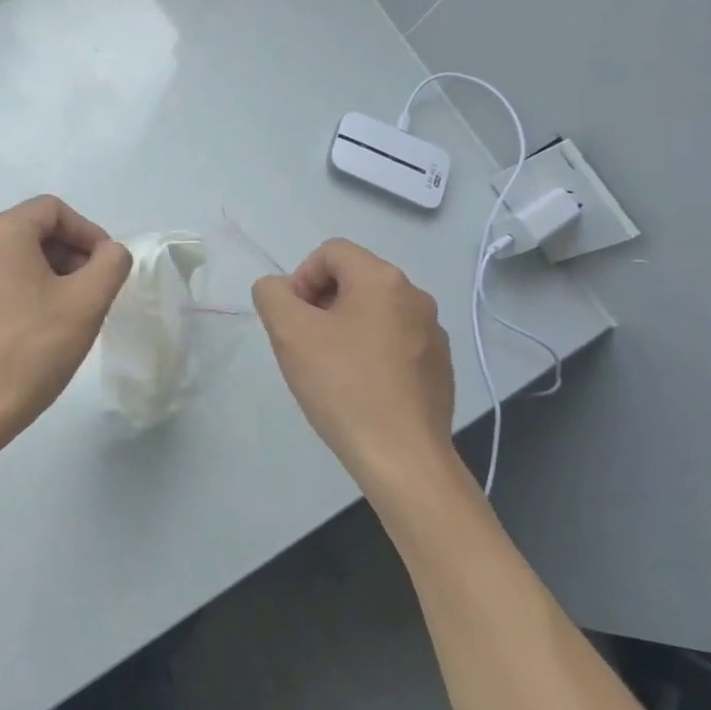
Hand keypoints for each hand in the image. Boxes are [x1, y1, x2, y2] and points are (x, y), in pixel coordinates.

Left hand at [0, 195, 132, 462]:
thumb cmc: (34, 349)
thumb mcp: (87, 302)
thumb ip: (110, 264)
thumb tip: (110, 252)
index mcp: (0, 232)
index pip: (53, 210)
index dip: (88, 232)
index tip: (107, 266)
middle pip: (33, 230)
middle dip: (70, 253)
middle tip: (94, 289)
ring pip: (16, 256)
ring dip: (50, 272)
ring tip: (72, 309)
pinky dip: (25, 288)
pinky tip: (42, 323)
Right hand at [252, 239, 458, 488]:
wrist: (402, 457)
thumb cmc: (343, 386)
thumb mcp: (289, 333)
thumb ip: (272, 294)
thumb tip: (278, 289)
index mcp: (383, 280)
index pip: (330, 252)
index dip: (300, 278)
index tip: (292, 320)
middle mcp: (416, 296)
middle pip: (353, 279)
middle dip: (319, 303)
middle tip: (303, 344)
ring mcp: (433, 333)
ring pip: (373, 312)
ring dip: (343, 328)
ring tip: (328, 368)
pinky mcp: (439, 366)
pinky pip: (394, 341)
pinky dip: (369, 352)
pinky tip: (358, 388)